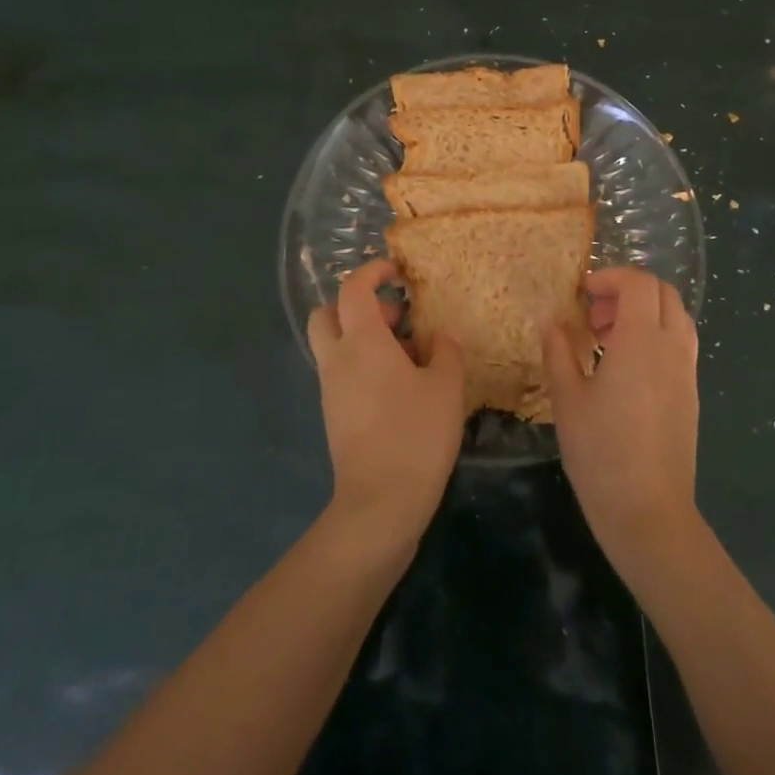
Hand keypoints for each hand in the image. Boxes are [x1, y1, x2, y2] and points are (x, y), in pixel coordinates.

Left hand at [307, 260, 464, 549]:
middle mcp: (337, 359)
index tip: (398, 272)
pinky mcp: (333, 414)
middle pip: (327, 313)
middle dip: (358, 305)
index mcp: (362, 342)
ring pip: (334, 344)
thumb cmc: (416, 435)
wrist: (380, 503)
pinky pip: (341, 372)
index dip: (373, 271)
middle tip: (397, 317)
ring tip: (408, 355)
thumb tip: (438, 336)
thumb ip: (444, 351)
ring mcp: (330, 389)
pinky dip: (363, 364)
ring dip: (363, 337)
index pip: (353, 288)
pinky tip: (399, 386)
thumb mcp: (446, 387)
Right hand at [542, 268, 700, 572]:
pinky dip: (656, 335)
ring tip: (607, 339)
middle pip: (662, 293)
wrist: (649, 511)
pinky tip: (626, 367)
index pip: (638, 283)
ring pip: (676, 317)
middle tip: (594, 313)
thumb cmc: (601, 452)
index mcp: (641, 340)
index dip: (610, 277)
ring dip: (644, 312)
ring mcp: (686, 371)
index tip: (583, 293)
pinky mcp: (690, 393)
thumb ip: (558, 351)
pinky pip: (680, 344)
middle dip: (628, 290)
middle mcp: (671, 347)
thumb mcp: (567, 398)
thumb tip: (550, 319)